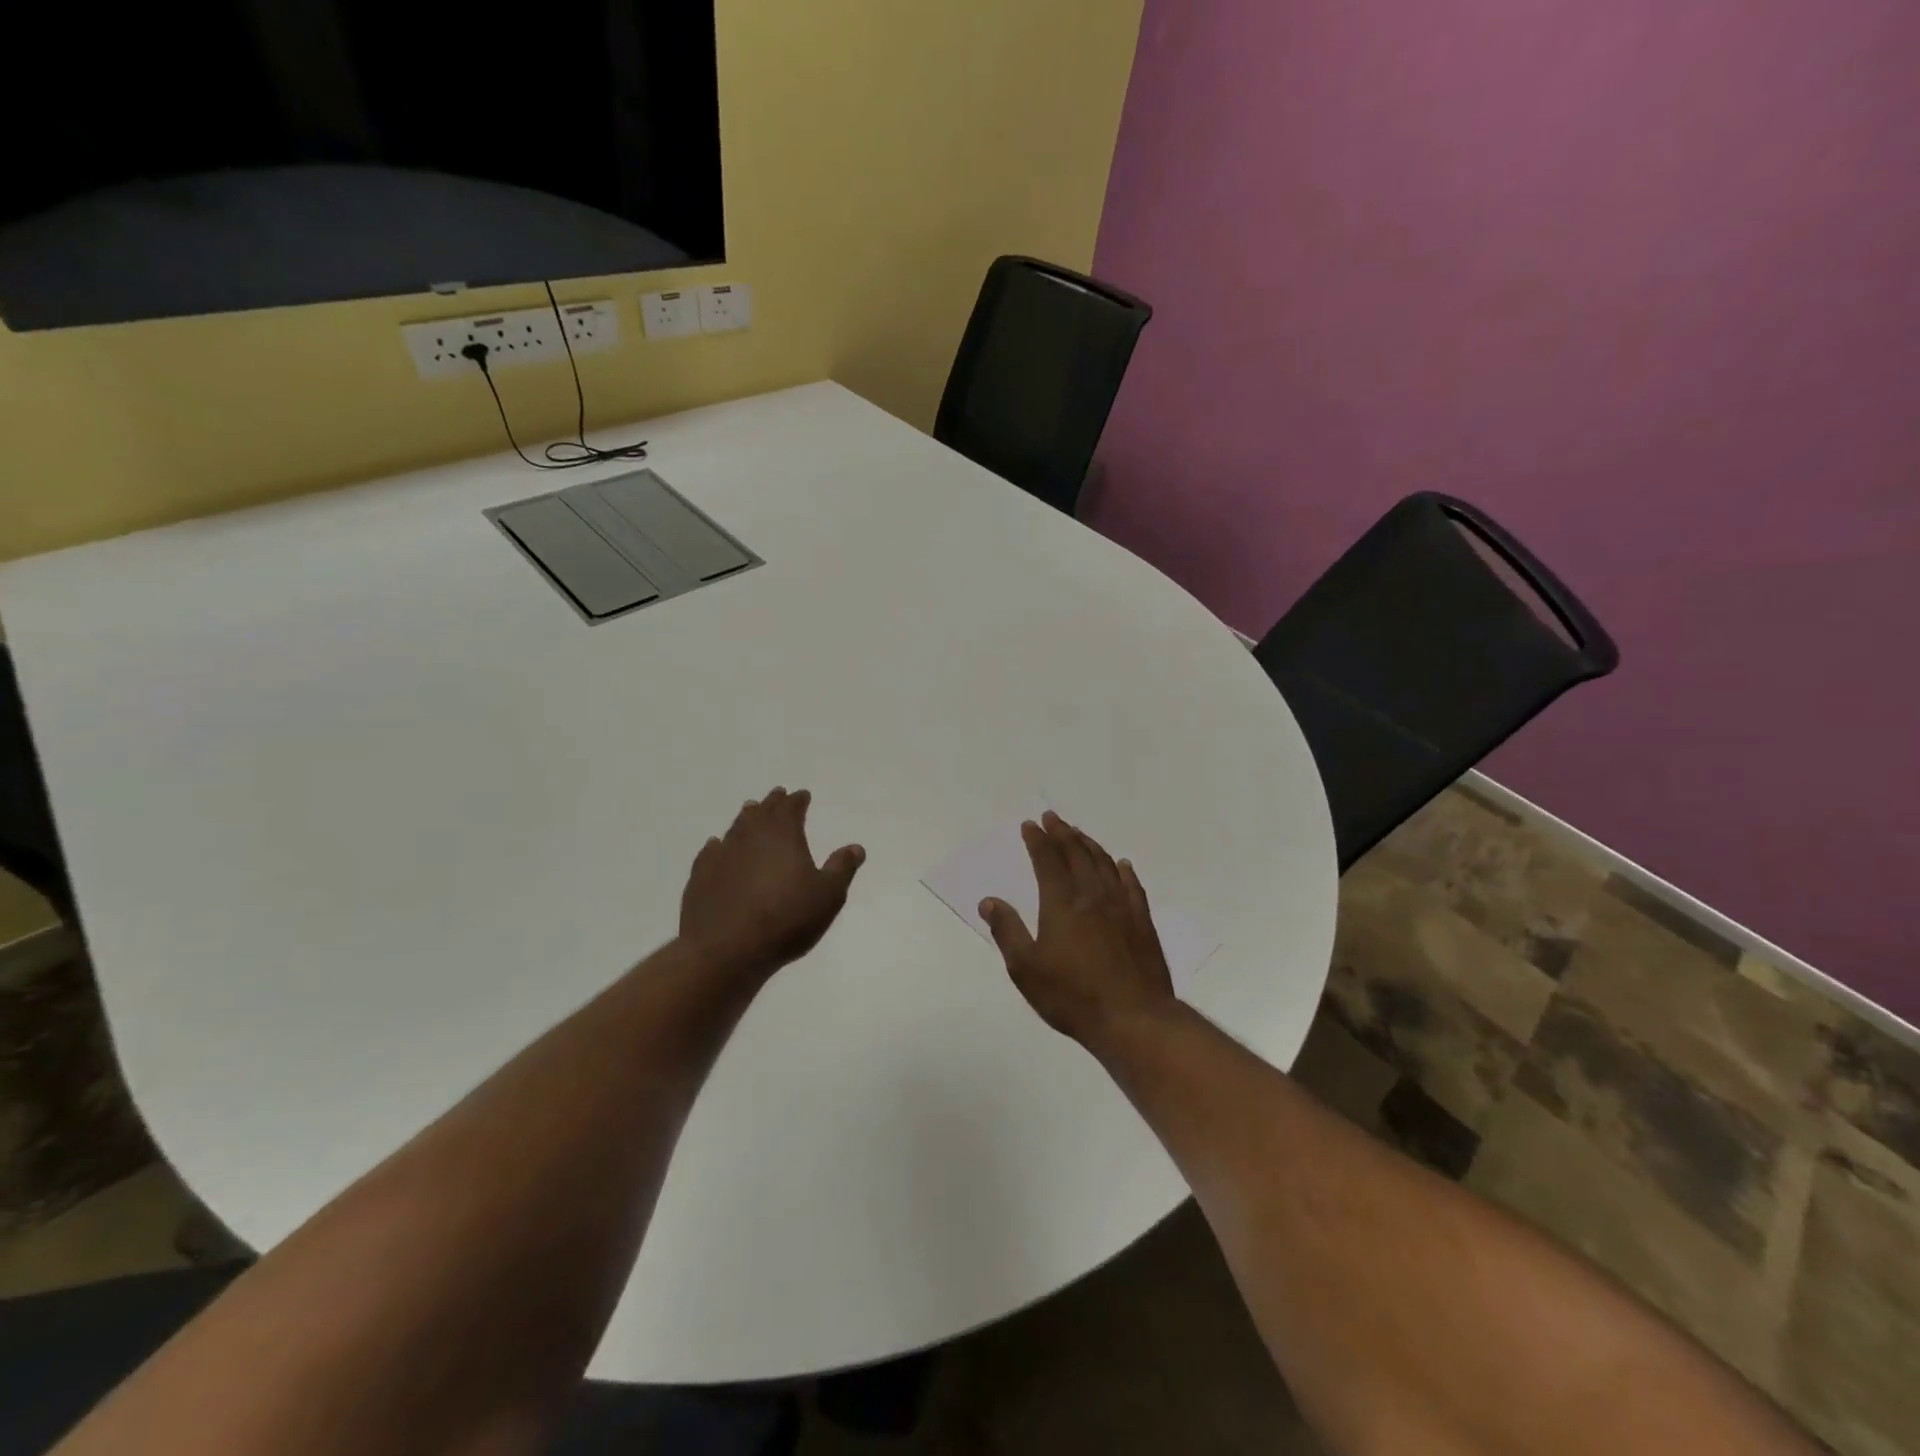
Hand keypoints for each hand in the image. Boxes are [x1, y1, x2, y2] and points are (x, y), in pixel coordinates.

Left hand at [679, 788, 864, 977]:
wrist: (726, 950)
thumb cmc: (786, 919)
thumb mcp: (828, 896)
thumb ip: (842, 868)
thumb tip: (855, 847)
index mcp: (783, 834)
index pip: (792, 808)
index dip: (798, 800)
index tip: (803, 795)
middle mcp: (750, 836)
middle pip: (762, 811)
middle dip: (772, 803)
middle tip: (777, 796)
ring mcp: (722, 854)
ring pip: (736, 827)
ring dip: (746, 819)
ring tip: (751, 813)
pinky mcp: (700, 876)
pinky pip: (712, 851)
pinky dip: (719, 846)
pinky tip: (717, 847)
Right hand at [980, 811, 1176, 1045]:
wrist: (1133, 1018)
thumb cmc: (1072, 995)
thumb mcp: (1026, 969)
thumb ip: (1007, 931)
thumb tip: (989, 901)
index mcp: (1061, 903)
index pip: (1047, 861)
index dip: (1037, 841)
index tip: (1030, 825)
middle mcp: (1092, 896)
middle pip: (1077, 854)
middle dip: (1062, 833)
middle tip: (1052, 818)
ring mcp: (1121, 907)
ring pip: (1104, 864)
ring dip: (1089, 845)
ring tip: (1079, 833)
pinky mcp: (1142, 923)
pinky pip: (1132, 886)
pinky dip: (1123, 870)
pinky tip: (1121, 865)